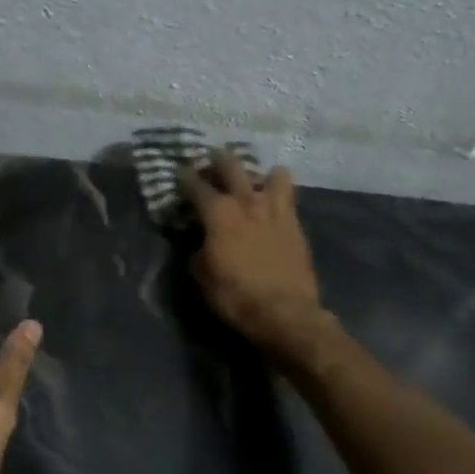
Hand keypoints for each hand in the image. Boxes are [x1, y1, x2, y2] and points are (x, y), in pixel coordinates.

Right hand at [180, 150, 324, 347]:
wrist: (286, 312)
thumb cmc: (236, 297)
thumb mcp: (203, 276)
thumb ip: (199, 250)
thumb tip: (202, 241)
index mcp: (218, 213)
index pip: (195, 185)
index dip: (184, 177)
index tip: (179, 173)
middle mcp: (246, 201)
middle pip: (231, 165)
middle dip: (217, 160)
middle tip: (211, 164)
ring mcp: (275, 208)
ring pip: (270, 172)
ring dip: (257, 174)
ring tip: (251, 181)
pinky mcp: (295, 221)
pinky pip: (289, 193)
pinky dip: (278, 190)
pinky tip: (273, 200)